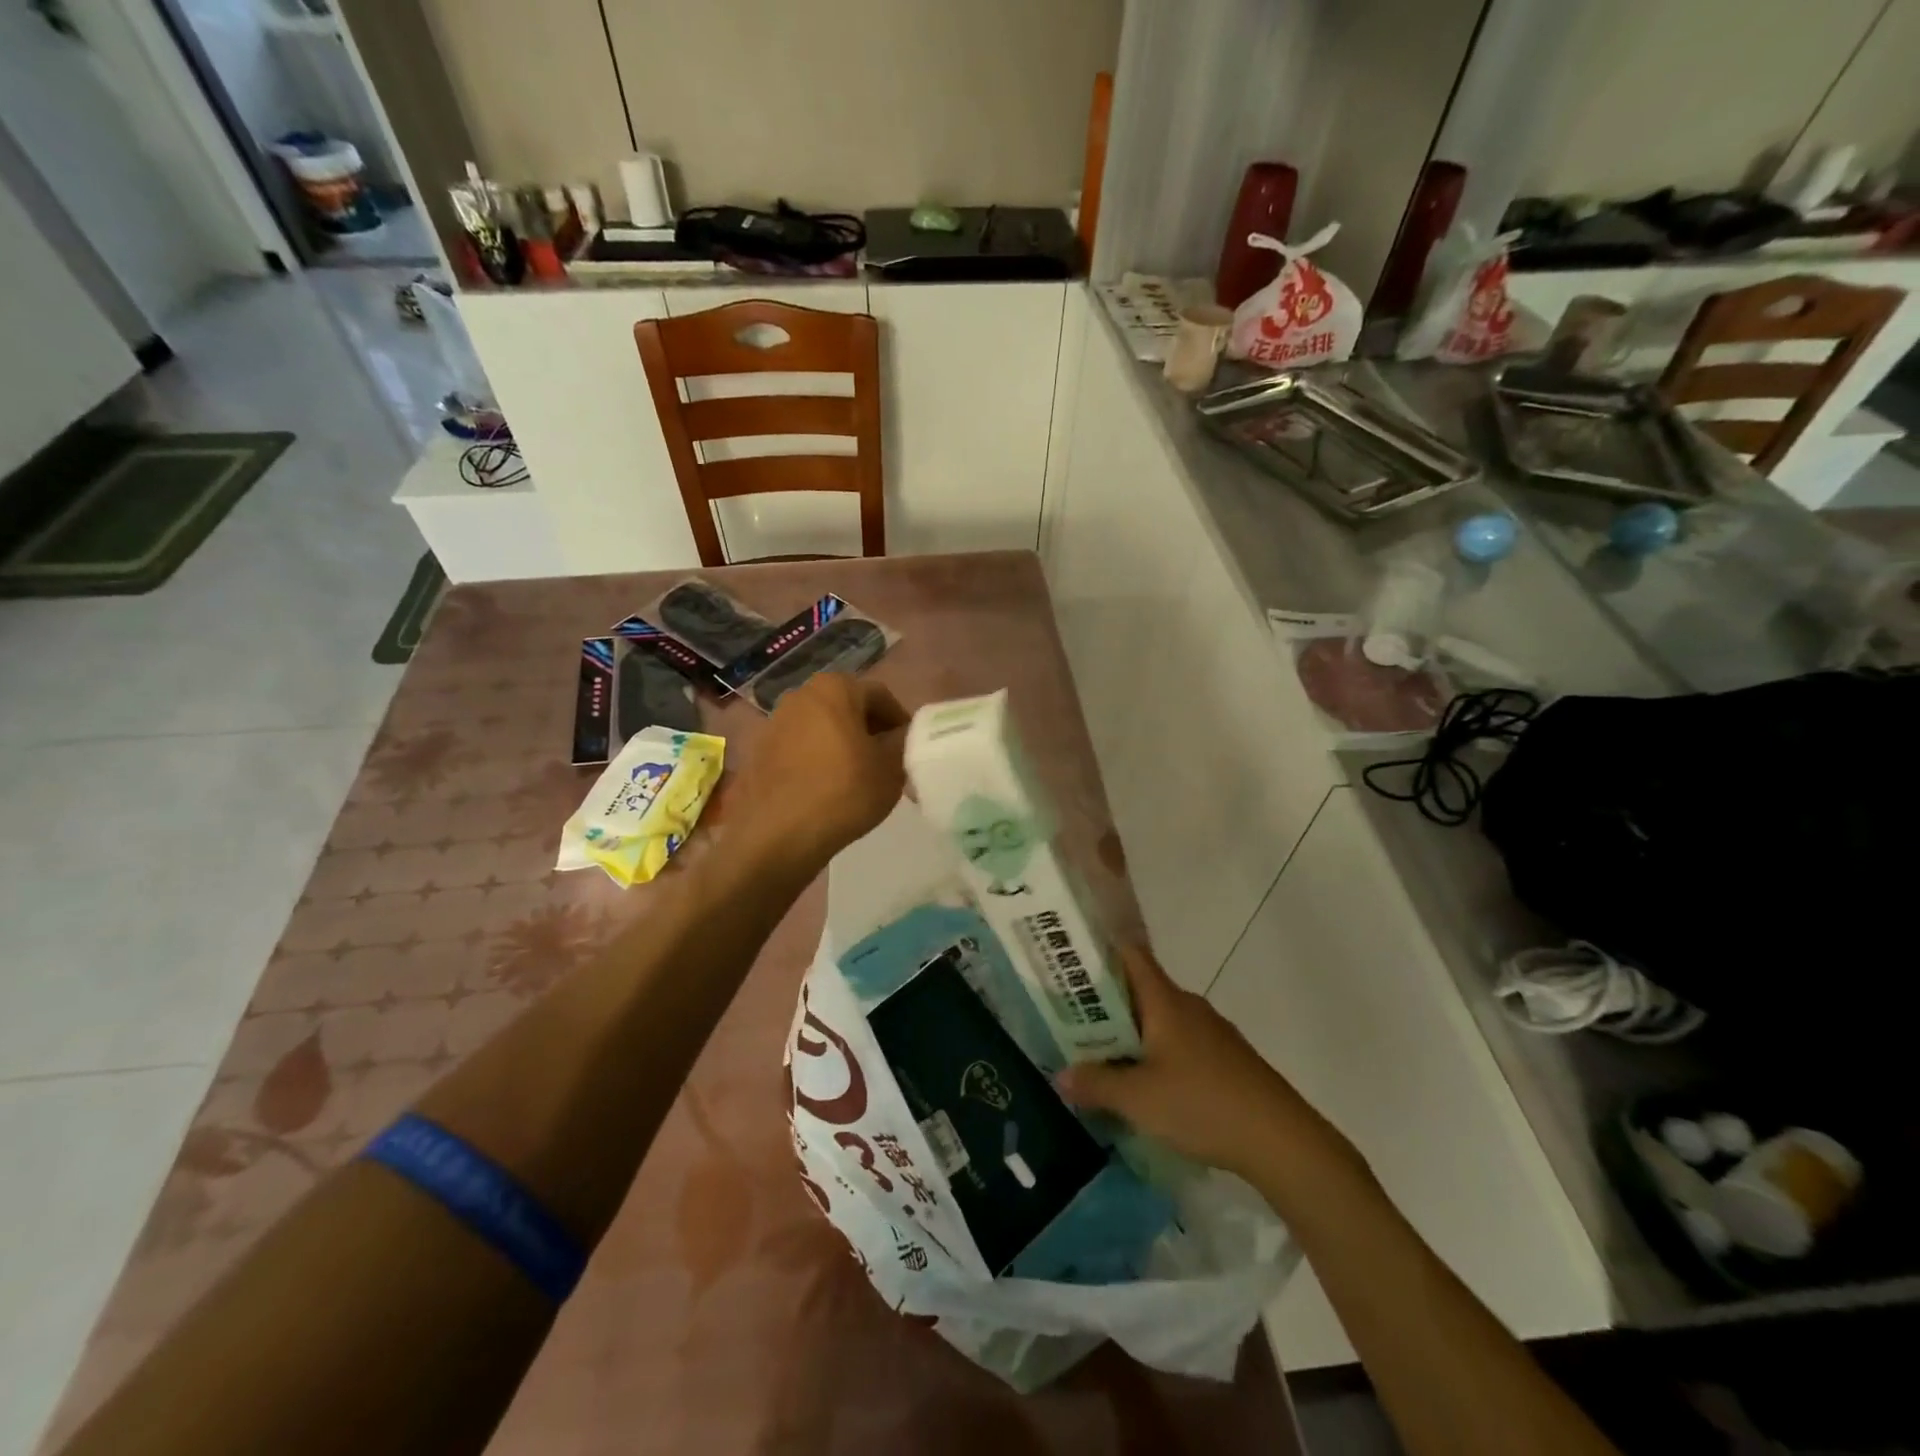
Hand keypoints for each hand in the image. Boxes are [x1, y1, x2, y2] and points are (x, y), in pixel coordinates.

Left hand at [734, 673, 908, 873]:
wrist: (779, 835)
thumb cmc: (844, 792)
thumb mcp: (891, 768)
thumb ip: (902, 741)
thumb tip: (899, 734)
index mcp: (835, 688)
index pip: (880, 696)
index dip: (899, 721)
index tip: (908, 748)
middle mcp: (800, 695)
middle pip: (847, 707)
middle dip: (868, 730)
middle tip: (885, 761)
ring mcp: (774, 723)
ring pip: (821, 727)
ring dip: (841, 744)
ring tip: (856, 777)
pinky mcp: (759, 751)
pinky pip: (799, 748)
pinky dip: (816, 759)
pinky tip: (826, 788)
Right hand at [1056, 945, 1354, 1183]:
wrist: (1281, 1141)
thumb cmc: (1202, 1104)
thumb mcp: (1138, 1099)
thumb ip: (1096, 1084)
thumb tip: (1060, 1075)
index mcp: (1165, 1000)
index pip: (1130, 955)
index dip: (1100, 952)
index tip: (1070, 963)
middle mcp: (1189, 1006)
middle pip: (1141, 990)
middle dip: (1107, 1004)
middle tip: (1072, 1022)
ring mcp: (1212, 1032)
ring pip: (1161, 1020)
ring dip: (1133, 1034)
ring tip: (1103, 1058)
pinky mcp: (1227, 1059)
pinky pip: (1181, 1044)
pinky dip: (1158, 1054)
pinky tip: (1149, 1087)